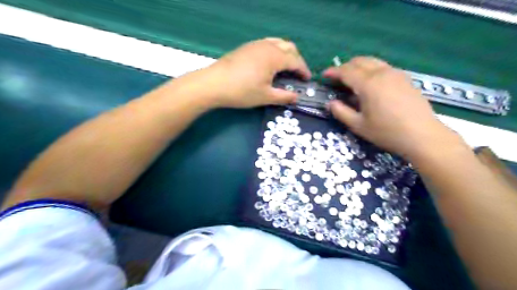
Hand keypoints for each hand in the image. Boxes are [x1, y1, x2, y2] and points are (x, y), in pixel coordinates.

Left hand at [201, 37, 309, 106]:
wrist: (213, 84)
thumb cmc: (242, 91)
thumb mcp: (266, 97)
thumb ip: (284, 97)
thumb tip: (297, 97)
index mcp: (275, 57)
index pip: (296, 61)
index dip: (304, 70)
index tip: (307, 80)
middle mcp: (267, 46)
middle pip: (289, 47)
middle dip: (297, 60)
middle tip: (297, 74)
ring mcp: (255, 44)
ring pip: (278, 43)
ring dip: (286, 54)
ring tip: (285, 68)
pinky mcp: (246, 47)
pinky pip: (267, 44)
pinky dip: (274, 52)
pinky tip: (269, 64)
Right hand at [321, 56, 459, 160]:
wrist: (422, 135)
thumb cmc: (387, 132)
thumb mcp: (358, 125)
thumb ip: (341, 112)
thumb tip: (331, 103)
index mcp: (368, 84)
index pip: (346, 71)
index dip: (333, 71)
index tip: (324, 75)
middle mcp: (382, 73)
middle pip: (360, 61)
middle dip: (345, 66)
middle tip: (337, 79)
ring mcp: (396, 74)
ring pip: (373, 62)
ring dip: (359, 67)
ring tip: (353, 80)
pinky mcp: (405, 78)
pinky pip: (383, 67)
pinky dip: (372, 70)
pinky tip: (371, 84)